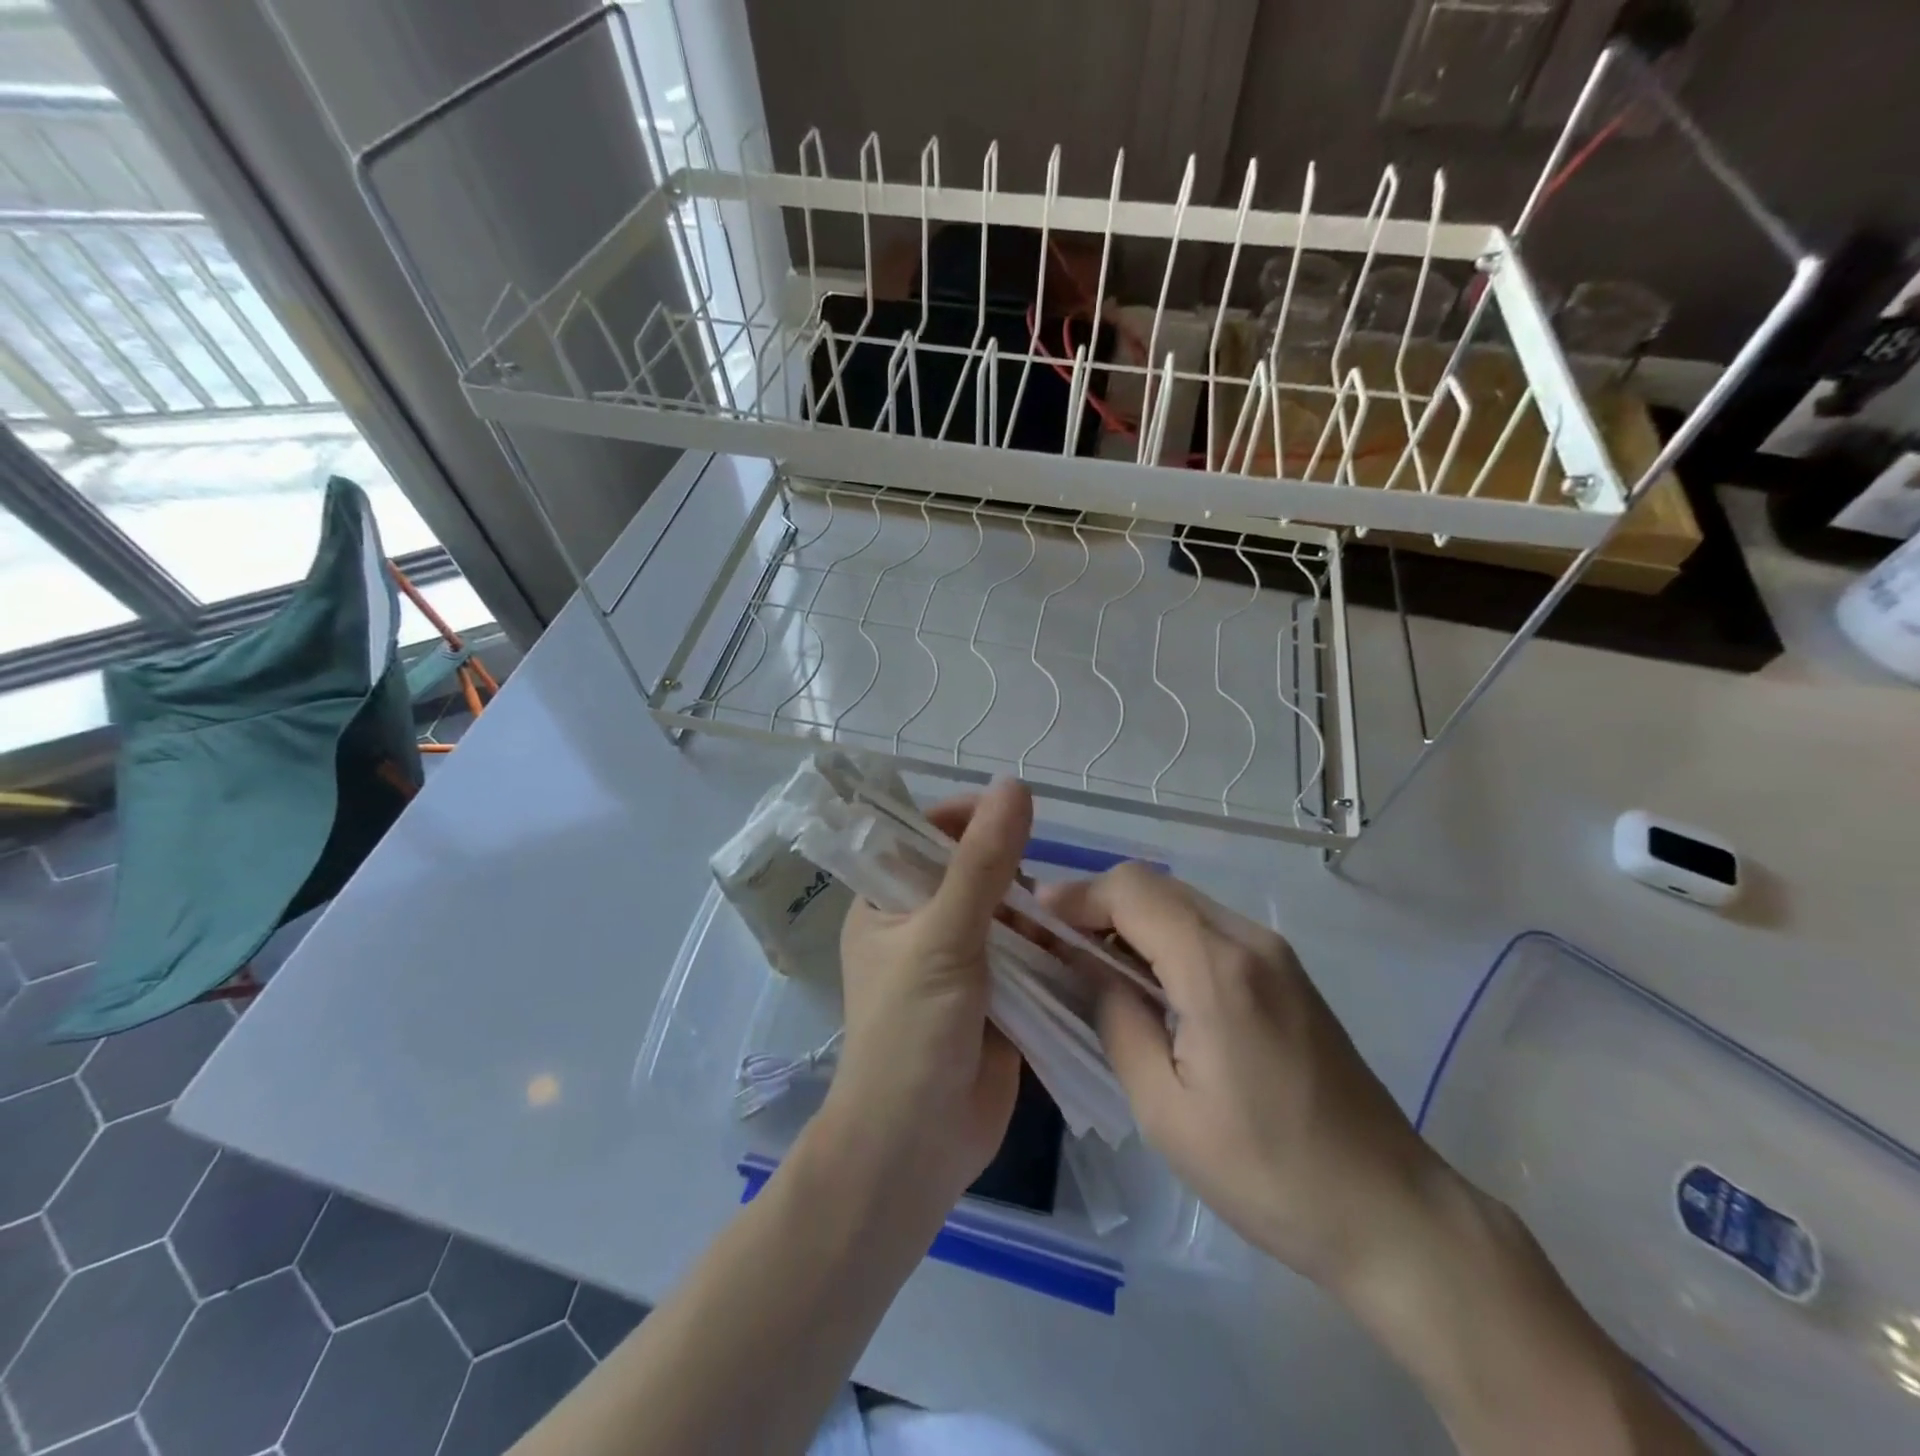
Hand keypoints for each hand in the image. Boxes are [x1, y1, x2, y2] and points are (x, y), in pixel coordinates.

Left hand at [823, 778, 1028, 1216]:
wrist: (916, 1148)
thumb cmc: (910, 1033)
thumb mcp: (943, 937)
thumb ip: (982, 863)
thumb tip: (1015, 786)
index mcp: (887, 903)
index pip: (924, 836)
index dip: (965, 819)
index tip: (1012, 815)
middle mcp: (922, 925)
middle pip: (975, 871)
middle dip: (1011, 872)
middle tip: (1036, 894)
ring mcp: (962, 962)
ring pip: (1009, 913)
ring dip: (1036, 913)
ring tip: (1062, 924)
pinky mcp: (998, 996)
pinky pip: (1029, 955)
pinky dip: (1050, 948)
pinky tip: (1076, 946)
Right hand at [1042, 864, 1446, 1289]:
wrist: (1390, 1211)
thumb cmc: (1268, 1173)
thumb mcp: (1166, 1111)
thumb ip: (1117, 1021)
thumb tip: (1087, 970)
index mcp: (1218, 970)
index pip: (1132, 892)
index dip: (1076, 895)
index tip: (1034, 919)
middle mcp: (1249, 940)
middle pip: (1155, 885)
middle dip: (1096, 902)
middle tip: (1053, 940)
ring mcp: (1274, 952)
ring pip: (1181, 901)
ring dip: (1129, 916)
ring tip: (1087, 958)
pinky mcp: (1286, 971)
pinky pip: (1208, 926)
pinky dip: (1163, 934)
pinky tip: (1144, 977)